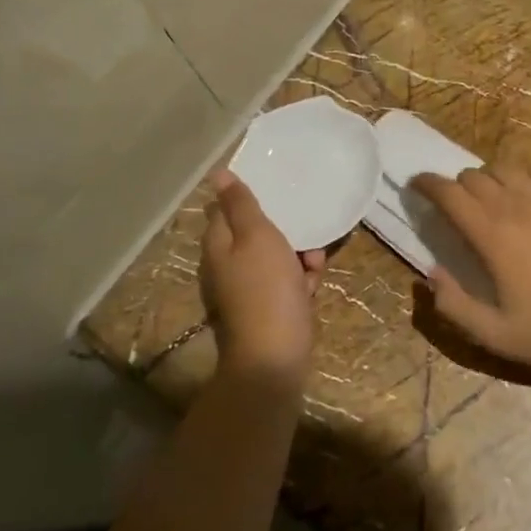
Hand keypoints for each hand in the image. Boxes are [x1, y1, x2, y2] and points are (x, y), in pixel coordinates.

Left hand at [199, 171, 323, 386]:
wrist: (275, 356)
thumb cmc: (266, 288)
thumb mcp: (256, 237)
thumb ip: (240, 205)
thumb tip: (217, 174)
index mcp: (219, 244)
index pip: (228, 209)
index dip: (251, 199)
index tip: (279, 190)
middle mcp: (228, 264)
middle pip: (258, 233)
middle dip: (287, 230)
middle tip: (305, 234)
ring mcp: (248, 288)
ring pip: (278, 257)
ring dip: (300, 256)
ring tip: (313, 265)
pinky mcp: (268, 307)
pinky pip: (287, 282)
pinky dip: (301, 281)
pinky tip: (312, 288)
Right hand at [411, 165, 530, 379]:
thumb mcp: (493, 335)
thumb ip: (452, 304)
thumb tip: (430, 273)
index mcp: (493, 235)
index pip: (449, 193)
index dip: (427, 184)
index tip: (416, 186)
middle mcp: (518, 207)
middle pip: (475, 176)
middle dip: (456, 186)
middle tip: (455, 206)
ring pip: (507, 169)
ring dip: (489, 179)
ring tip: (490, 199)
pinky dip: (525, 177)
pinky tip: (528, 195)